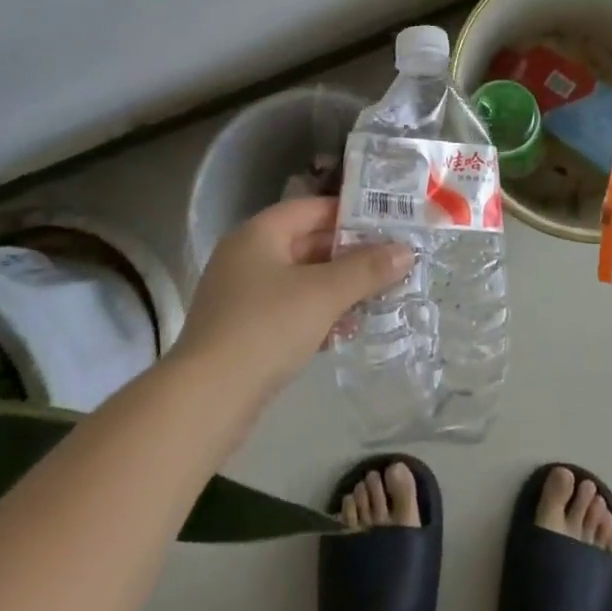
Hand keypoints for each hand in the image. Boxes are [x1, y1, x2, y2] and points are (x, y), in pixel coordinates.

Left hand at [172, 197, 411, 401]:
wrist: (205, 401)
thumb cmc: (266, 328)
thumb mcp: (324, 293)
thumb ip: (367, 269)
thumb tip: (406, 251)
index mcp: (259, 234)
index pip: (312, 209)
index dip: (351, 214)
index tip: (388, 224)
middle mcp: (247, 258)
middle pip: (307, 244)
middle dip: (350, 255)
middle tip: (391, 262)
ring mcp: (241, 297)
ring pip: (301, 281)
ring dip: (338, 288)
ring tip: (378, 298)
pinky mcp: (243, 333)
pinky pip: (289, 311)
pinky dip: (318, 315)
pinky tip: (346, 331)